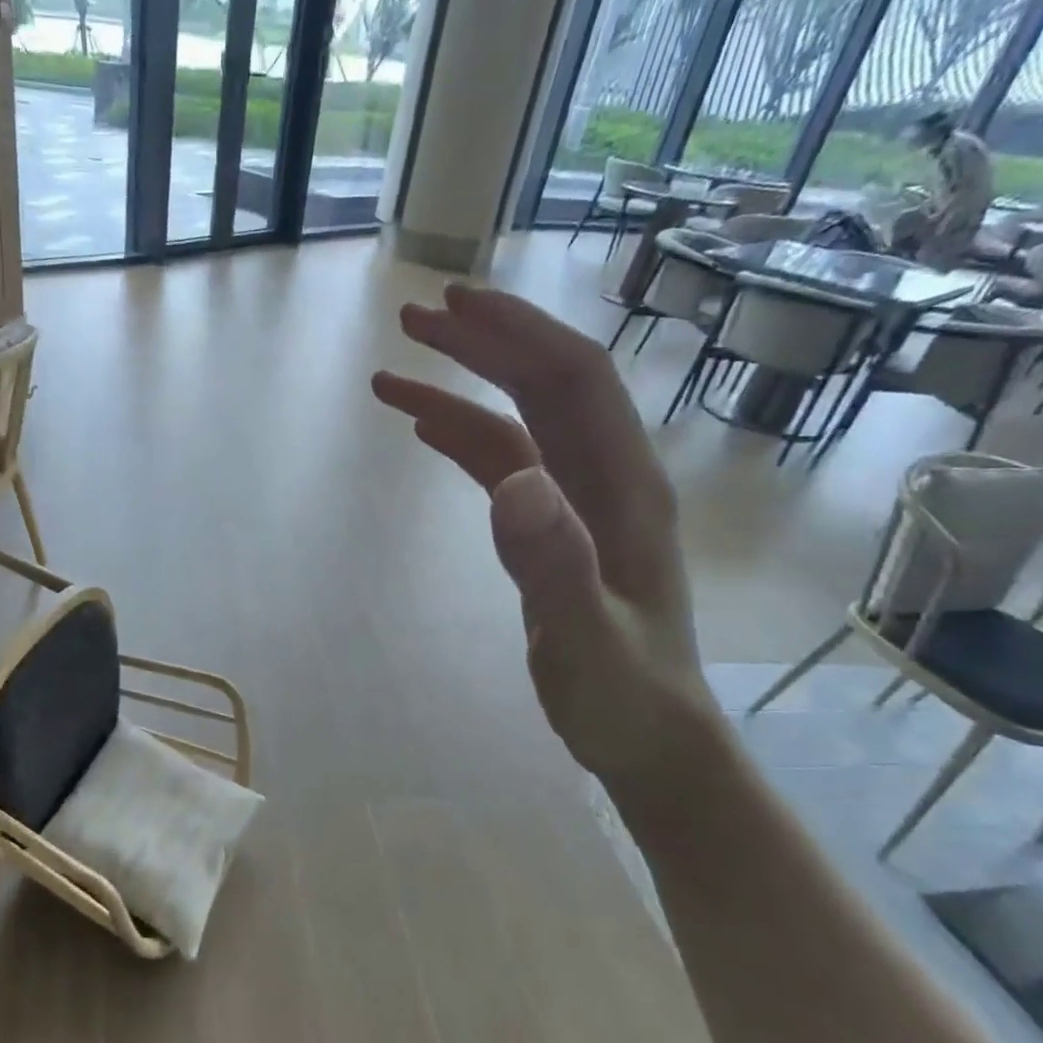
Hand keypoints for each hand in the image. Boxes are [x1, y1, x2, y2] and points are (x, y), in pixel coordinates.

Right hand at [373, 284, 719, 785]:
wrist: (649, 739)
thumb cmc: (624, 696)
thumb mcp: (586, 641)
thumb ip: (555, 566)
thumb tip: (513, 482)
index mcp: (625, 487)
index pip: (574, 381)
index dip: (518, 333)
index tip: (456, 304)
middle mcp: (605, 478)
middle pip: (545, 385)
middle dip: (484, 343)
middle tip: (415, 317)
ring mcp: (579, 503)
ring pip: (519, 422)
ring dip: (463, 388)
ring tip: (393, 374)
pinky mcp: (554, 528)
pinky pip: (505, 465)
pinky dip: (463, 439)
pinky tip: (425, 430)